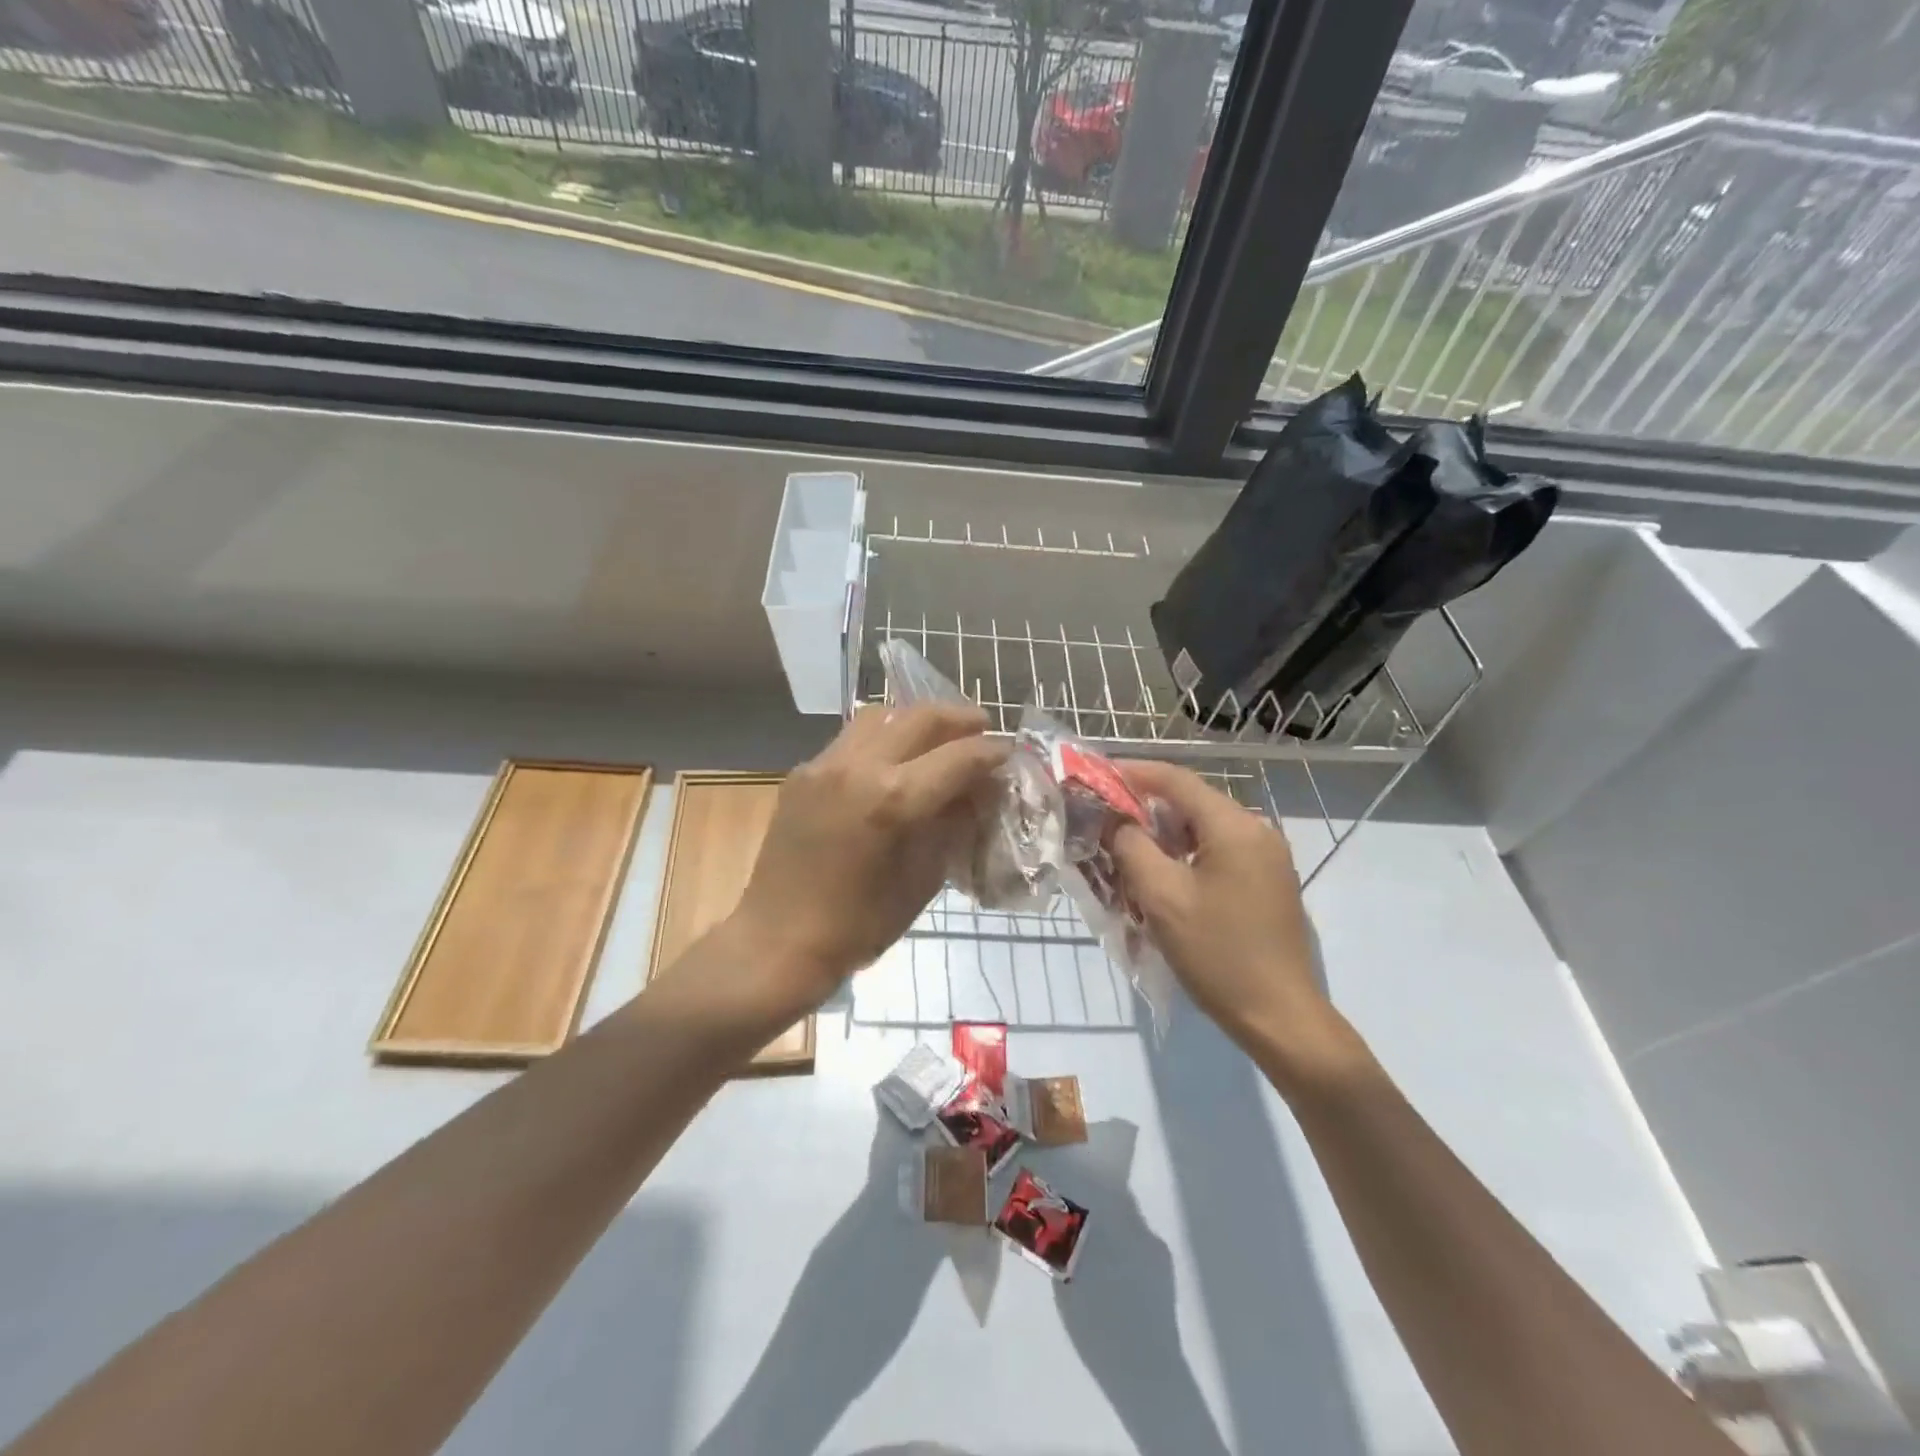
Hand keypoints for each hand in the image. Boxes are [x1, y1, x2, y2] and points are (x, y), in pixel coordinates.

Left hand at [729, 703, 1005, 1014]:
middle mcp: (858, 767)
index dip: (992, 752)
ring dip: (915, 722)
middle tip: (981, 730)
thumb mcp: (923, 879)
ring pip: (880, 717)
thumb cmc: (858, 927)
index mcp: (893, 799)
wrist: (777, 943)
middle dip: (959, 719)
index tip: (1009, 754)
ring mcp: (824, 765)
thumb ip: (954, 825)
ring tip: (937, 739)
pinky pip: (850, 740)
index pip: (959, 756)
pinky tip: (891, 765)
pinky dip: (881, 741)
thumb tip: (978, 792)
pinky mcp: (801, 774)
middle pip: (920, 718)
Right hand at [1110, 761, 1349, 1076]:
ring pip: (1203, 830)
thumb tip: (1116, 820)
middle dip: (1145, 809)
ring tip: (1126, 855)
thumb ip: (1131, 846)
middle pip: (1191, 803)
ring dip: (1163, 836)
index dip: (1133, 773)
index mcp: (1234, 826)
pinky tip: (1162, 879)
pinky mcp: (1268, 882)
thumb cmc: (1217, 953)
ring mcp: (1267, 858)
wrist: (1280, 1017)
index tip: (1097, 776)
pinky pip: (1218, 853)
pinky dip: (1185, 856)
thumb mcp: (1161, 896)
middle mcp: (1257, 831)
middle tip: (1105, 823)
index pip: (1176, 780)